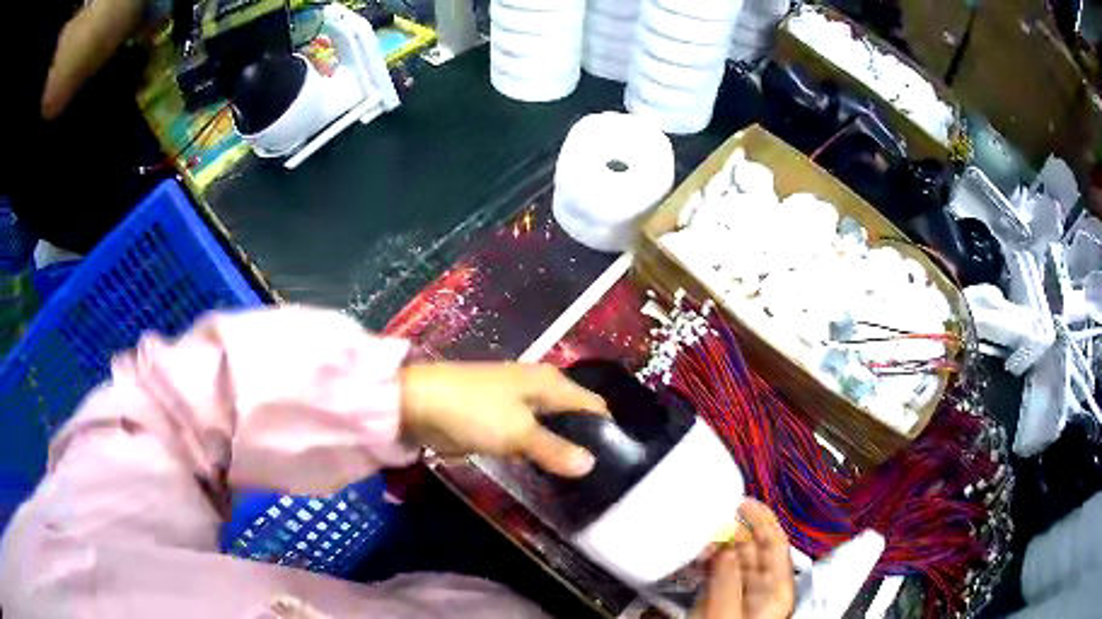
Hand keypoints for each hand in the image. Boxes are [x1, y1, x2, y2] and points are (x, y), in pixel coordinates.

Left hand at [399, 363, 607, 476]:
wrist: (416, 403)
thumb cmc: (472, 411)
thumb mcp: (517, 433)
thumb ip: (554, 449)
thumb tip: (591, 464)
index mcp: (549, 382)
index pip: (591, 404)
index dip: (607, 428)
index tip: (619, 459)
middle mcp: (537, 387)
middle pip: (572, 414)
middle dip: (584, 440)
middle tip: (598, 475)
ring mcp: (515, 402)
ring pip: (549, 426)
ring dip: (559, 447)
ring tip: (577, 478)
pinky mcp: (496, 417)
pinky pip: (527, 434)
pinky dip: (537, 449)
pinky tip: (544, 469)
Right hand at [697, 500, 794, 618]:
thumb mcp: (727, 611)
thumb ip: (727, 579)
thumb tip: (724, 545)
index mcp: (777, 591)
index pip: (776, 543)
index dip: (762, 519)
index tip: (744, 501)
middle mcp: (760, 593)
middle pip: (753, 550)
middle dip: (734, 530)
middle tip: (716, 514)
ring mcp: (738, 599)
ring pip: (731, 562)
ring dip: (716, 546)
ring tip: (701, 534)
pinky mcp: (717, 605)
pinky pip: (715, 576)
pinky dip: (705, 563)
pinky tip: (695, 558)